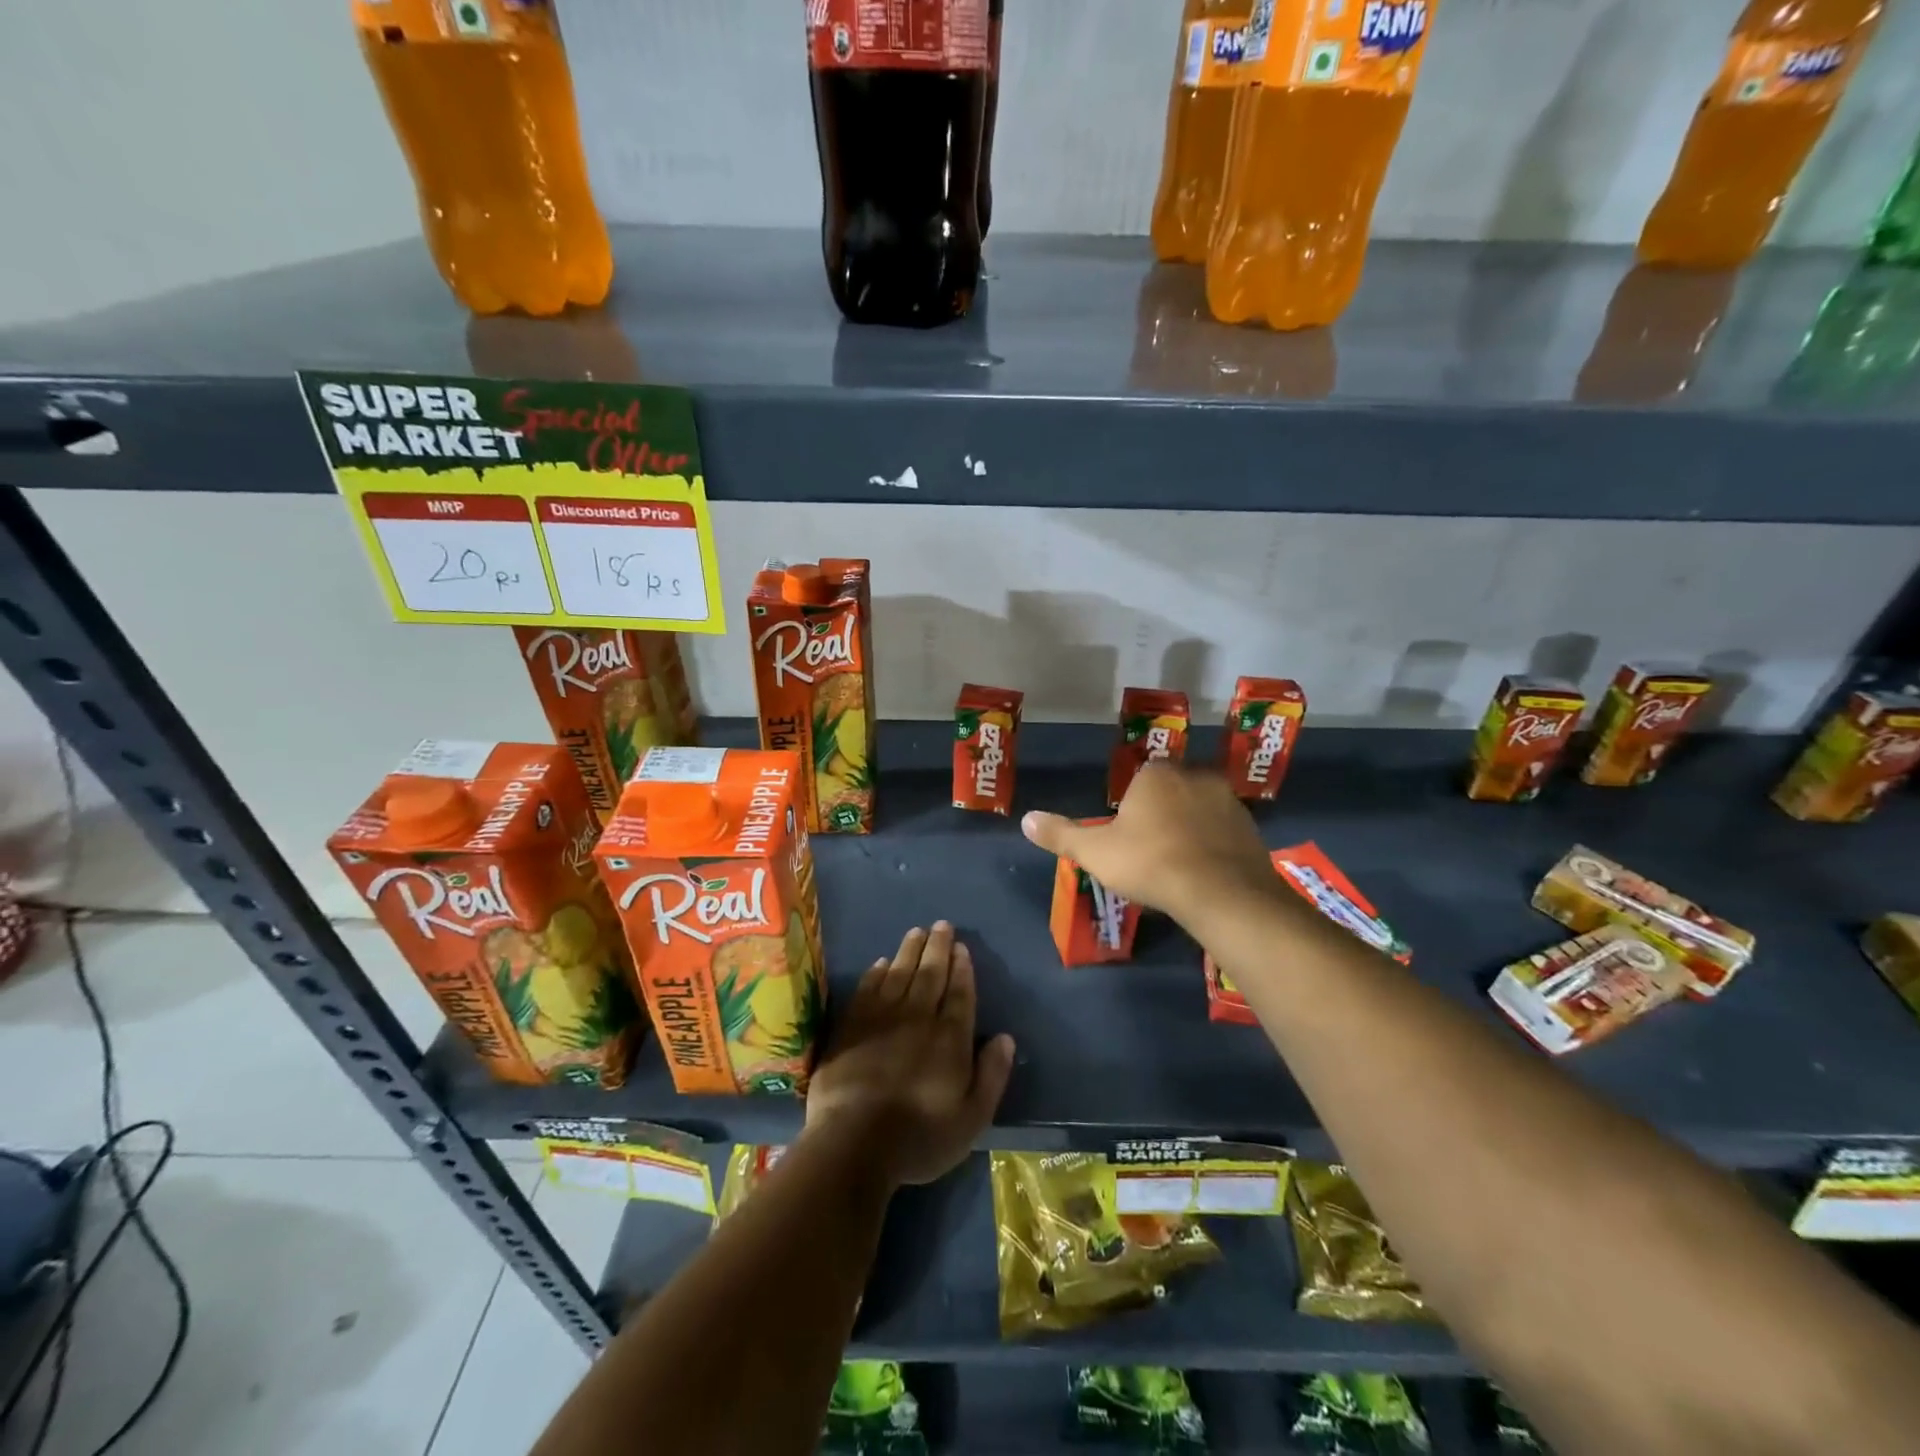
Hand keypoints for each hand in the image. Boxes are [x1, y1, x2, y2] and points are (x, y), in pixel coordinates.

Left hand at [805, 922, 1015, 1187]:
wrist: (853, 1142)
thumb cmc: (919, 1137)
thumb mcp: (971, 1119)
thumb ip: (992, 1075)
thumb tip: (1006, 1038)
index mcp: (950, 1038)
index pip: (959, 993)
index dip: (962, 969)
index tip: (962, 948)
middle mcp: (918, 1017)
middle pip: (930, 974)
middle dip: (938, 948)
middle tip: (942, 925)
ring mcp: (882, 1018)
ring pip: (900, 973)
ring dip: (910, 950)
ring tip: (917, 931)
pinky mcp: (852, 1025)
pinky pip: (868, 988)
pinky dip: (877, 972)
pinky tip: (882, 962)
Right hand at [1021, 763, 1275, 925]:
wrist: (1221, 893)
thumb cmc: (1150, 863)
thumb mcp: (1095, 852)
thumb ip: (1061, 834)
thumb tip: (1024, 819)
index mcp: (1156, 775)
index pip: (1140, 778)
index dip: (1133, 805)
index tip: (1128, 835)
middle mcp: (1195, 776)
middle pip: (1172, 790)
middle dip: (1163, 812)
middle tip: (1151, 850)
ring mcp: (1228, 801)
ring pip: (1200, 809)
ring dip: (1191, 828)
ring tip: (1179, 864)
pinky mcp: (1251, 828)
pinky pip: (1224, 832)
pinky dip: (1215, 846)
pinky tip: (1205, 873)